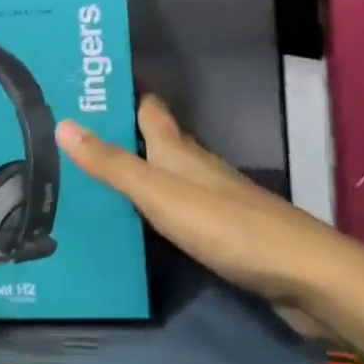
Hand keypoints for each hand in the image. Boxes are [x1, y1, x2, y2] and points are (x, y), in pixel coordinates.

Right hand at [58, 96, 363, 338]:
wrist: (301, 276)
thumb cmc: (225, 225)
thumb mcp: (158, 193)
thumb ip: (111, 164)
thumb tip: (62, 123)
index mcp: (177, 148)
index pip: (147, 108)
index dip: (121, 95)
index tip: (86, 88)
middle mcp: (194, 165)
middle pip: (155, 140)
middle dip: (120, 134)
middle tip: (73, 136)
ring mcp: (212, 199)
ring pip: (165, 175)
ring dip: (135, 172)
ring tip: (92, 178)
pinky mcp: (223, 233)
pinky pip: (176, 210)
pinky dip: (153, 208)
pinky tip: (135, 222)